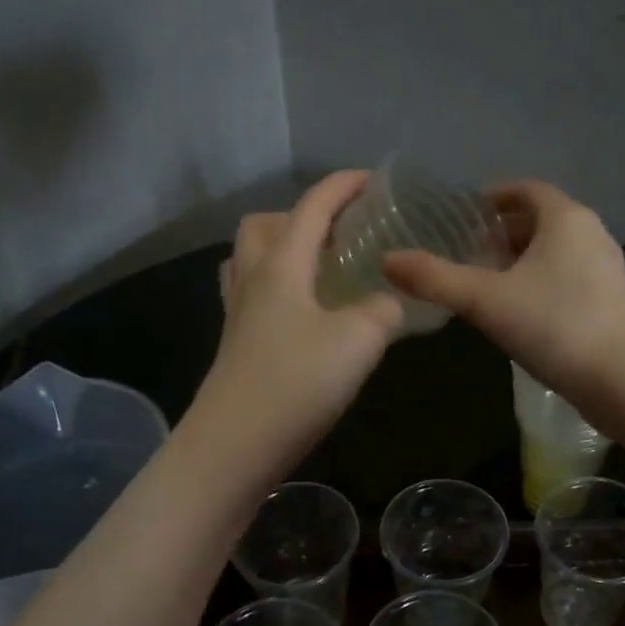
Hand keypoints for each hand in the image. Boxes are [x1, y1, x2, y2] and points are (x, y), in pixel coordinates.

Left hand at [195, 171, 402, 465]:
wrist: (236, 445)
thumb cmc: (298, 382)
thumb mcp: (359, 340)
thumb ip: (383, 310)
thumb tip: (388, 302)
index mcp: (282, 265)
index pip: (312, 207)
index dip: (342, 187)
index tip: (372, 180)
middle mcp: (253, 280)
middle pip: (266, 225)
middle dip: (302, 216)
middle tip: (340, 235)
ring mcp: (239, 314)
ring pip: (252, 260)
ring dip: (283, 250)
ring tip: (321, 271)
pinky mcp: (237, 345)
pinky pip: (254, 296)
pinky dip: (280, 289)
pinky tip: (307, 316)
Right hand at [383, 181, 624, 398]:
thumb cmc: (555, 325)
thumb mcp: (486, 301)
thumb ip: (436, 279)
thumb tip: (387, 261)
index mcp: (565, 217)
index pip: (525, 189)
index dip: (492, 197)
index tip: (463, 217)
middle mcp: (591, 233)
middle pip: (541, 220)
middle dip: (503, 232)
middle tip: (469, 254)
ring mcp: (606, 269)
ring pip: (556, 252)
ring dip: (522, 261)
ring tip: (488, 285)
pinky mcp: (612, 302)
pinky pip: (568, 278)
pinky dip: (541, 284)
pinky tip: (521, 314)